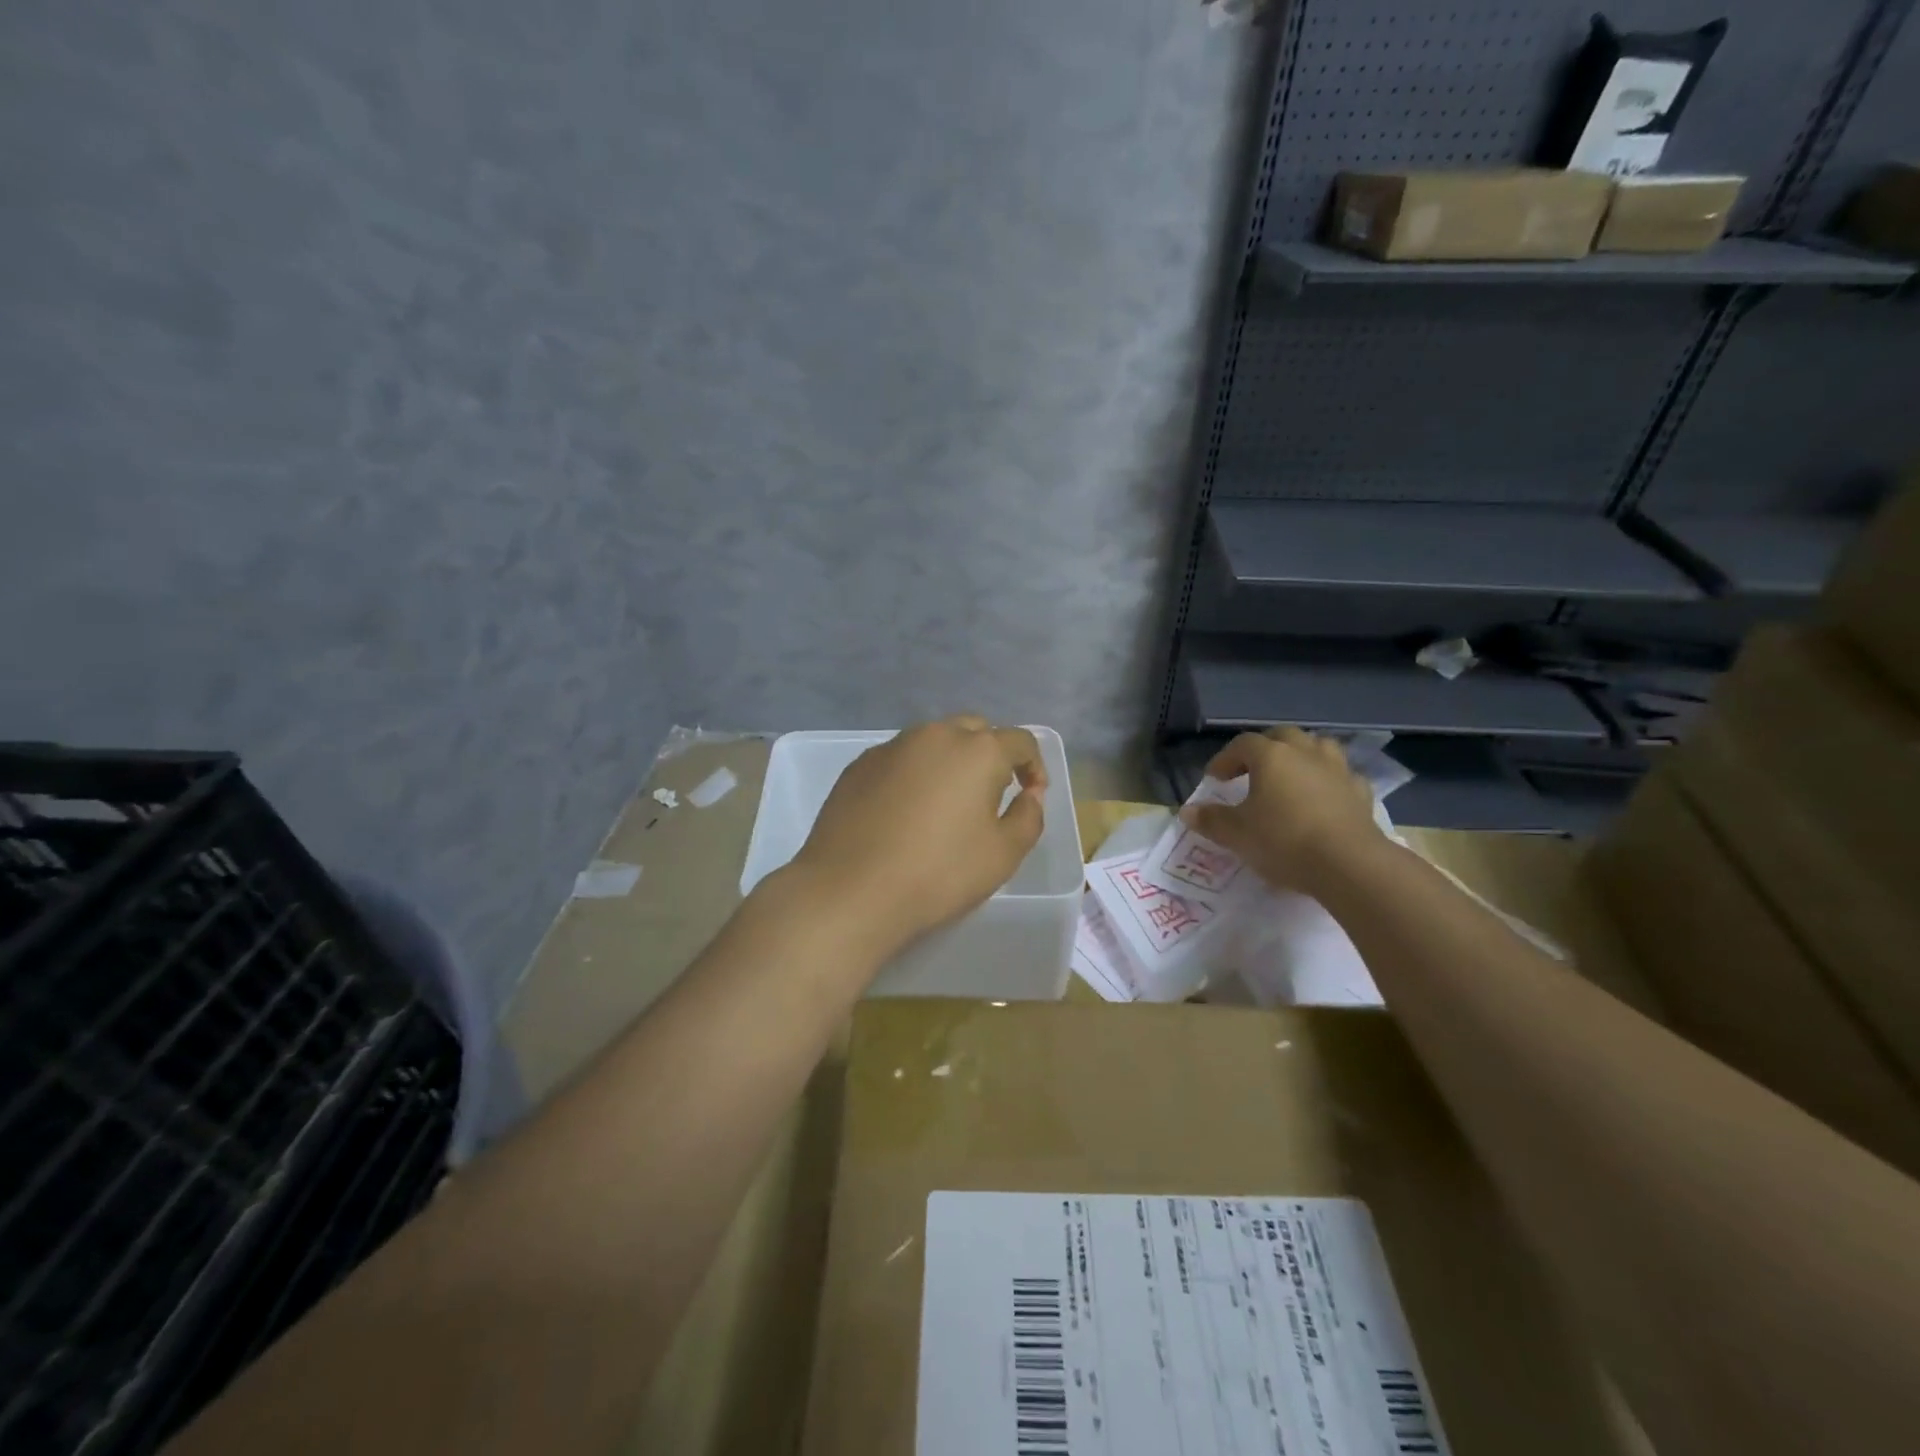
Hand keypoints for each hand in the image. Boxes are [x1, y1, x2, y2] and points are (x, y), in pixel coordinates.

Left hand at [787, 716, 1046, 962]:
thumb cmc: (938, 874)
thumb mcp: (1003, 854)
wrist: (850, 891)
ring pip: (933, 741)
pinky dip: (913, 774)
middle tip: (990, 795)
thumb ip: (1028, 817)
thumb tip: (1030, 794)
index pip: (1020, 741)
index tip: (1031, 795)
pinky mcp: (859, 765)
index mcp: (977, 750)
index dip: (1034, 766)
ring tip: (946, 803)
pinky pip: (900, 758)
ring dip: (950, 761)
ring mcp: (891, 747)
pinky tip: (905, 811)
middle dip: (991, 754)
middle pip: (975, 730)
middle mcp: (934, 735)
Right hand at [1183, 727, 1382, 897]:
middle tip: (1252, 771)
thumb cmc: (1283, 840)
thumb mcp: (1236, 834)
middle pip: (1282, 736)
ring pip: (1318, 748)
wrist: (1348, 864)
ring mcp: (1338, 770)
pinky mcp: (1361, 793)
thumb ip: (1211, 820)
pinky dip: (1329, 783)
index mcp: (1271, 756)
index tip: (1215, 780)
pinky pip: (1341, 777)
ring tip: (1290, 778)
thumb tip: (1187, 811)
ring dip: (1301, 757)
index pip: (1242, 745)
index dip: (1225, 759)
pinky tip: (1323, 800)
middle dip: (1264, 749)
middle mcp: (1305, 753)